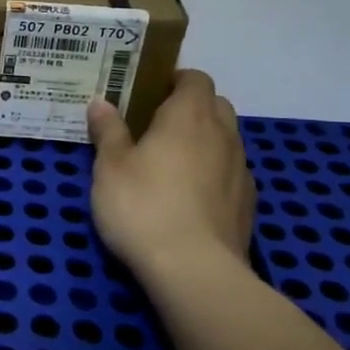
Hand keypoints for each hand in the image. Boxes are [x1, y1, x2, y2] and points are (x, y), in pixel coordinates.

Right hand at [86, 70, 255, 276]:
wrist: (194, 271)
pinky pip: (230, 173)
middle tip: (154, 126)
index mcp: (189, 115)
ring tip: (169, 164)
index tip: (146, 94)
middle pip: (215, 105)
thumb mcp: (110, 167)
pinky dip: (213, 174)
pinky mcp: (247, 204)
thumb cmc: (143, 207)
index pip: (194, 77)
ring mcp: (241, 170)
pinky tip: (189, 198)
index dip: (173, 80)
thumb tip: (101, 102)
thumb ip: (108, 131)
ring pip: (225, 140)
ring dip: (203, 142)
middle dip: (190, 108)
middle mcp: (223, 134)